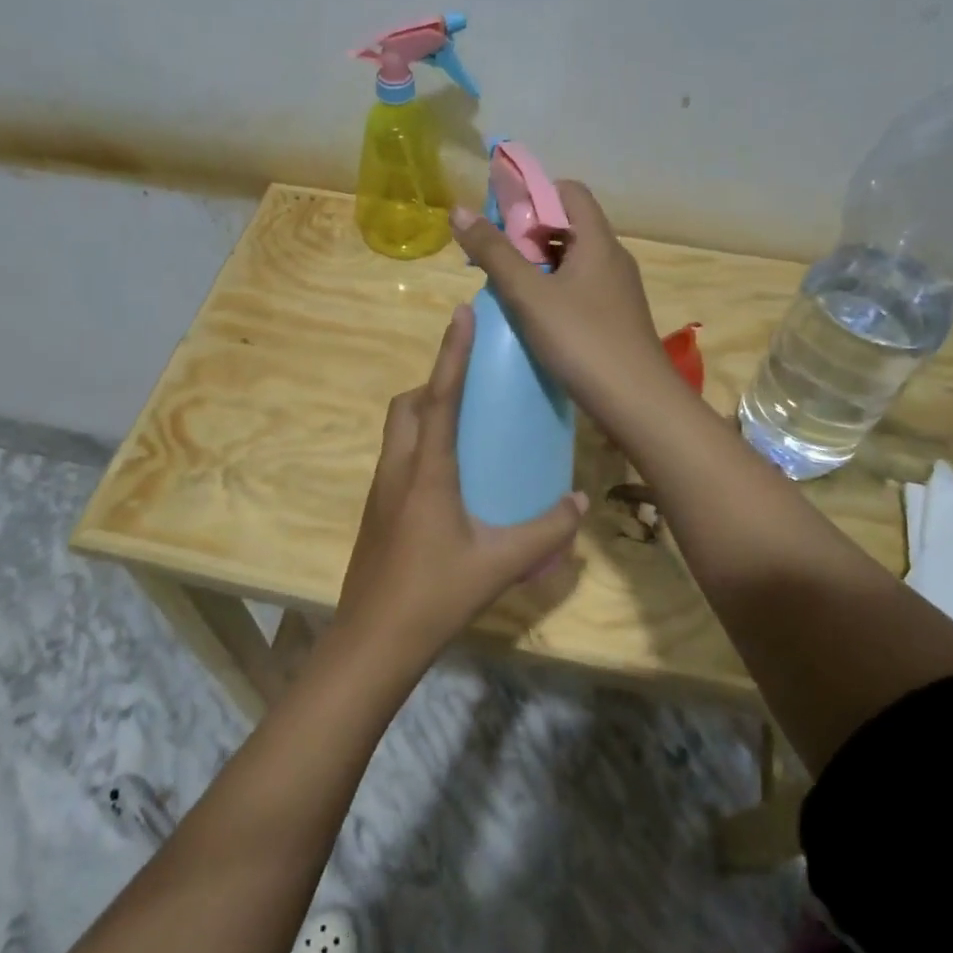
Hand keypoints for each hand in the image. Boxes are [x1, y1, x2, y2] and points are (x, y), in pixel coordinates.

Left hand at [334, 303, 586, 671]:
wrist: (372, 640)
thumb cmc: (435, 595)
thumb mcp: (499, 563)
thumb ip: (545, 530)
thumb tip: (579, 501)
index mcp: (427, 470)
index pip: (441, 395)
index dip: (452, 351)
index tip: (461, 312)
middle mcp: (398, 468)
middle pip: (408, 405)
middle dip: (435, 382)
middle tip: (472, 387)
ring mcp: (381, 489)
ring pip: (398, 430)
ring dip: (425, 413)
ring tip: (465, 426)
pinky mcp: (376, 510)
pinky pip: (397, 457)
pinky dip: (419, 444)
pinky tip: (450, 477)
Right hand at [450, 182, 678, 420]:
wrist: (637, 403)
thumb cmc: (582, 341)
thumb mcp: (529, 295)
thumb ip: (494, 252)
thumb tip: (459, 210)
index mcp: (598, 241)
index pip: (569, 191)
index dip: (534, 195)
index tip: (501, 219)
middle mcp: (612, 258)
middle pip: (569, 226)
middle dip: (528, 235)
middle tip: (494, 257)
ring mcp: (617, 291)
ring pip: (572, 261)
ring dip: (538, 266)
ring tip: (505, 288)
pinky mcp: (615, 318)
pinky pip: (579, 289)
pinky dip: (552, 291)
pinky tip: (532, 317)